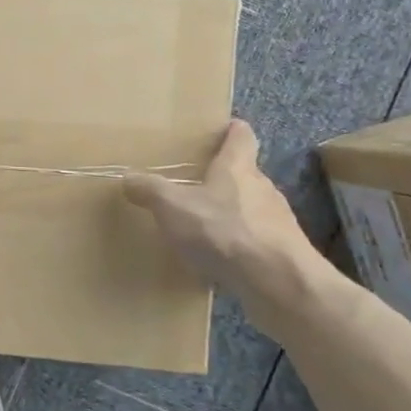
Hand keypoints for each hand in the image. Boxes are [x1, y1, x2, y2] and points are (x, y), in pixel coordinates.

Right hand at [123, 120, 326, 328]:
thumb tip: (128, 177)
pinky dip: (240, 244)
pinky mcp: (283, 251)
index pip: (241, 136)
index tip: (223, 129)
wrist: (277, 281)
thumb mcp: (173, 208)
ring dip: (231, 213)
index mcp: (237, 168)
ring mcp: (278, 221)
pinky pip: (256, 240)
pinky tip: (221, 260)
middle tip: (197, 185)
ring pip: (252, 208)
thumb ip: (150, 190)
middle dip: (224, 178)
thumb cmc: (224, 231)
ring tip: (205, 227)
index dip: (232, 131)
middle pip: (245, 174)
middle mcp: (262, 187)